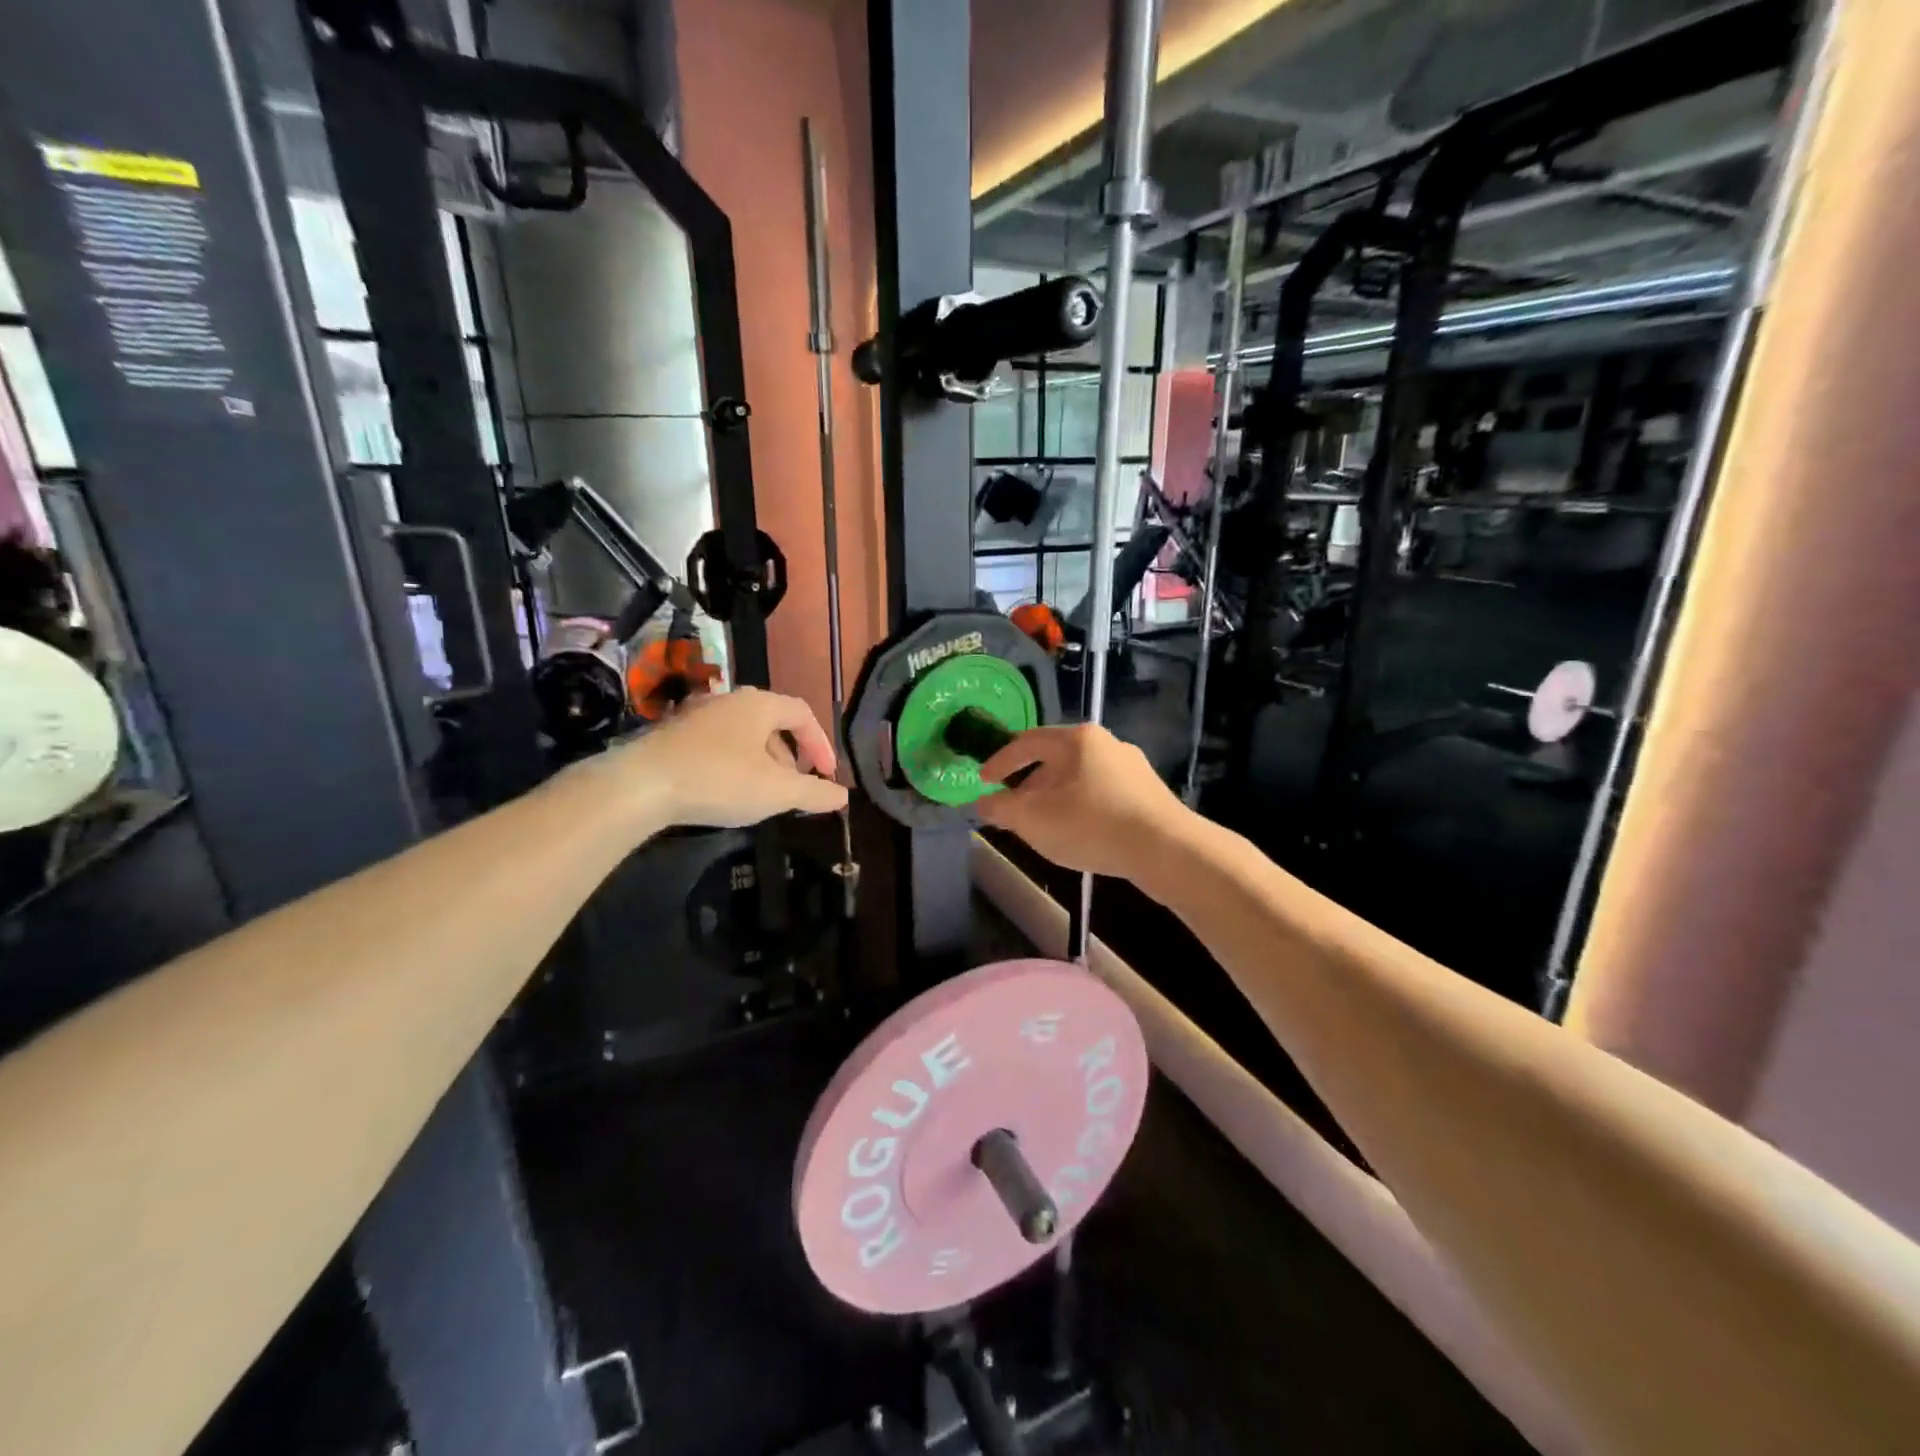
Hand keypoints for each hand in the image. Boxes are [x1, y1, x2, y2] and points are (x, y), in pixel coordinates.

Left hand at [600, 687, 849, 827]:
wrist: (640, 785)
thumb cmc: (719, 780)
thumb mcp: (776, 792)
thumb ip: (814, 792)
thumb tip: (843, 796)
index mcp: (759, 704)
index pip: (802, 713)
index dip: (821, 743)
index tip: (827, 774)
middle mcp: (729, 700)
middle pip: (773, 722)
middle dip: (790, 755)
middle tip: (795, 786)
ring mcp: (697, 715)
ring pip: (743, 734)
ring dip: (762, 761)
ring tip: (762, 793)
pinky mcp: (673, 734)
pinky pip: (718, 743)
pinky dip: (734, 762)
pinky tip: (726, 790)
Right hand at [976, 724, 1189, 879]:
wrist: (1166, 849)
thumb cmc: (1092, 824)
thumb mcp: (1034, 819)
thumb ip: (1001, 808)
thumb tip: (981, 803)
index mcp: (1077, 739)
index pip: (1027, 742)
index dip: (1000, 761)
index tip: (983, 780)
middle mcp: (1106, 743)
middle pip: (1055, 758)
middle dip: (1028, 783)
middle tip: (1012, 807)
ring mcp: (1131, 768)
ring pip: (1079, 778)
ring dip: (1054, 798)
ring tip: (1042, 824)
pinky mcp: (1148, 794)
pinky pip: (1101, 794)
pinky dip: (1080, 807)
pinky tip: (1078, 832)